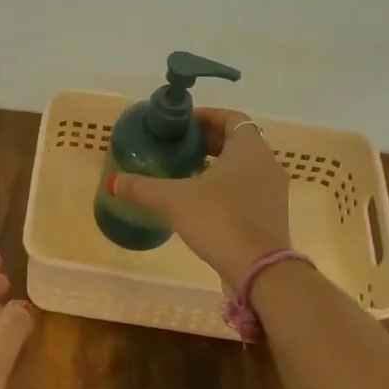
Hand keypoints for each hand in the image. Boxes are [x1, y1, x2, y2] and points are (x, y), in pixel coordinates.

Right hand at [112, 108, 291, 284]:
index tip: (182, 124)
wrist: (259, 271)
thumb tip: (114, 181)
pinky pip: (247, 189)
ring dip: (217, 165)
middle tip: (178, 147)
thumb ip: (143, 188)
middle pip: (237, 141)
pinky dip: (226, 187)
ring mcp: (273, 191)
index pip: (231, 118)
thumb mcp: (174, 200)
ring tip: (185, 173)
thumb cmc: (220, 220)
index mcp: (250, 148)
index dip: (205, 117)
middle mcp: (267, 164)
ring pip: (243, 167)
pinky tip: (201, 203)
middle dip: (208, 141)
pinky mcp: (271, 215)